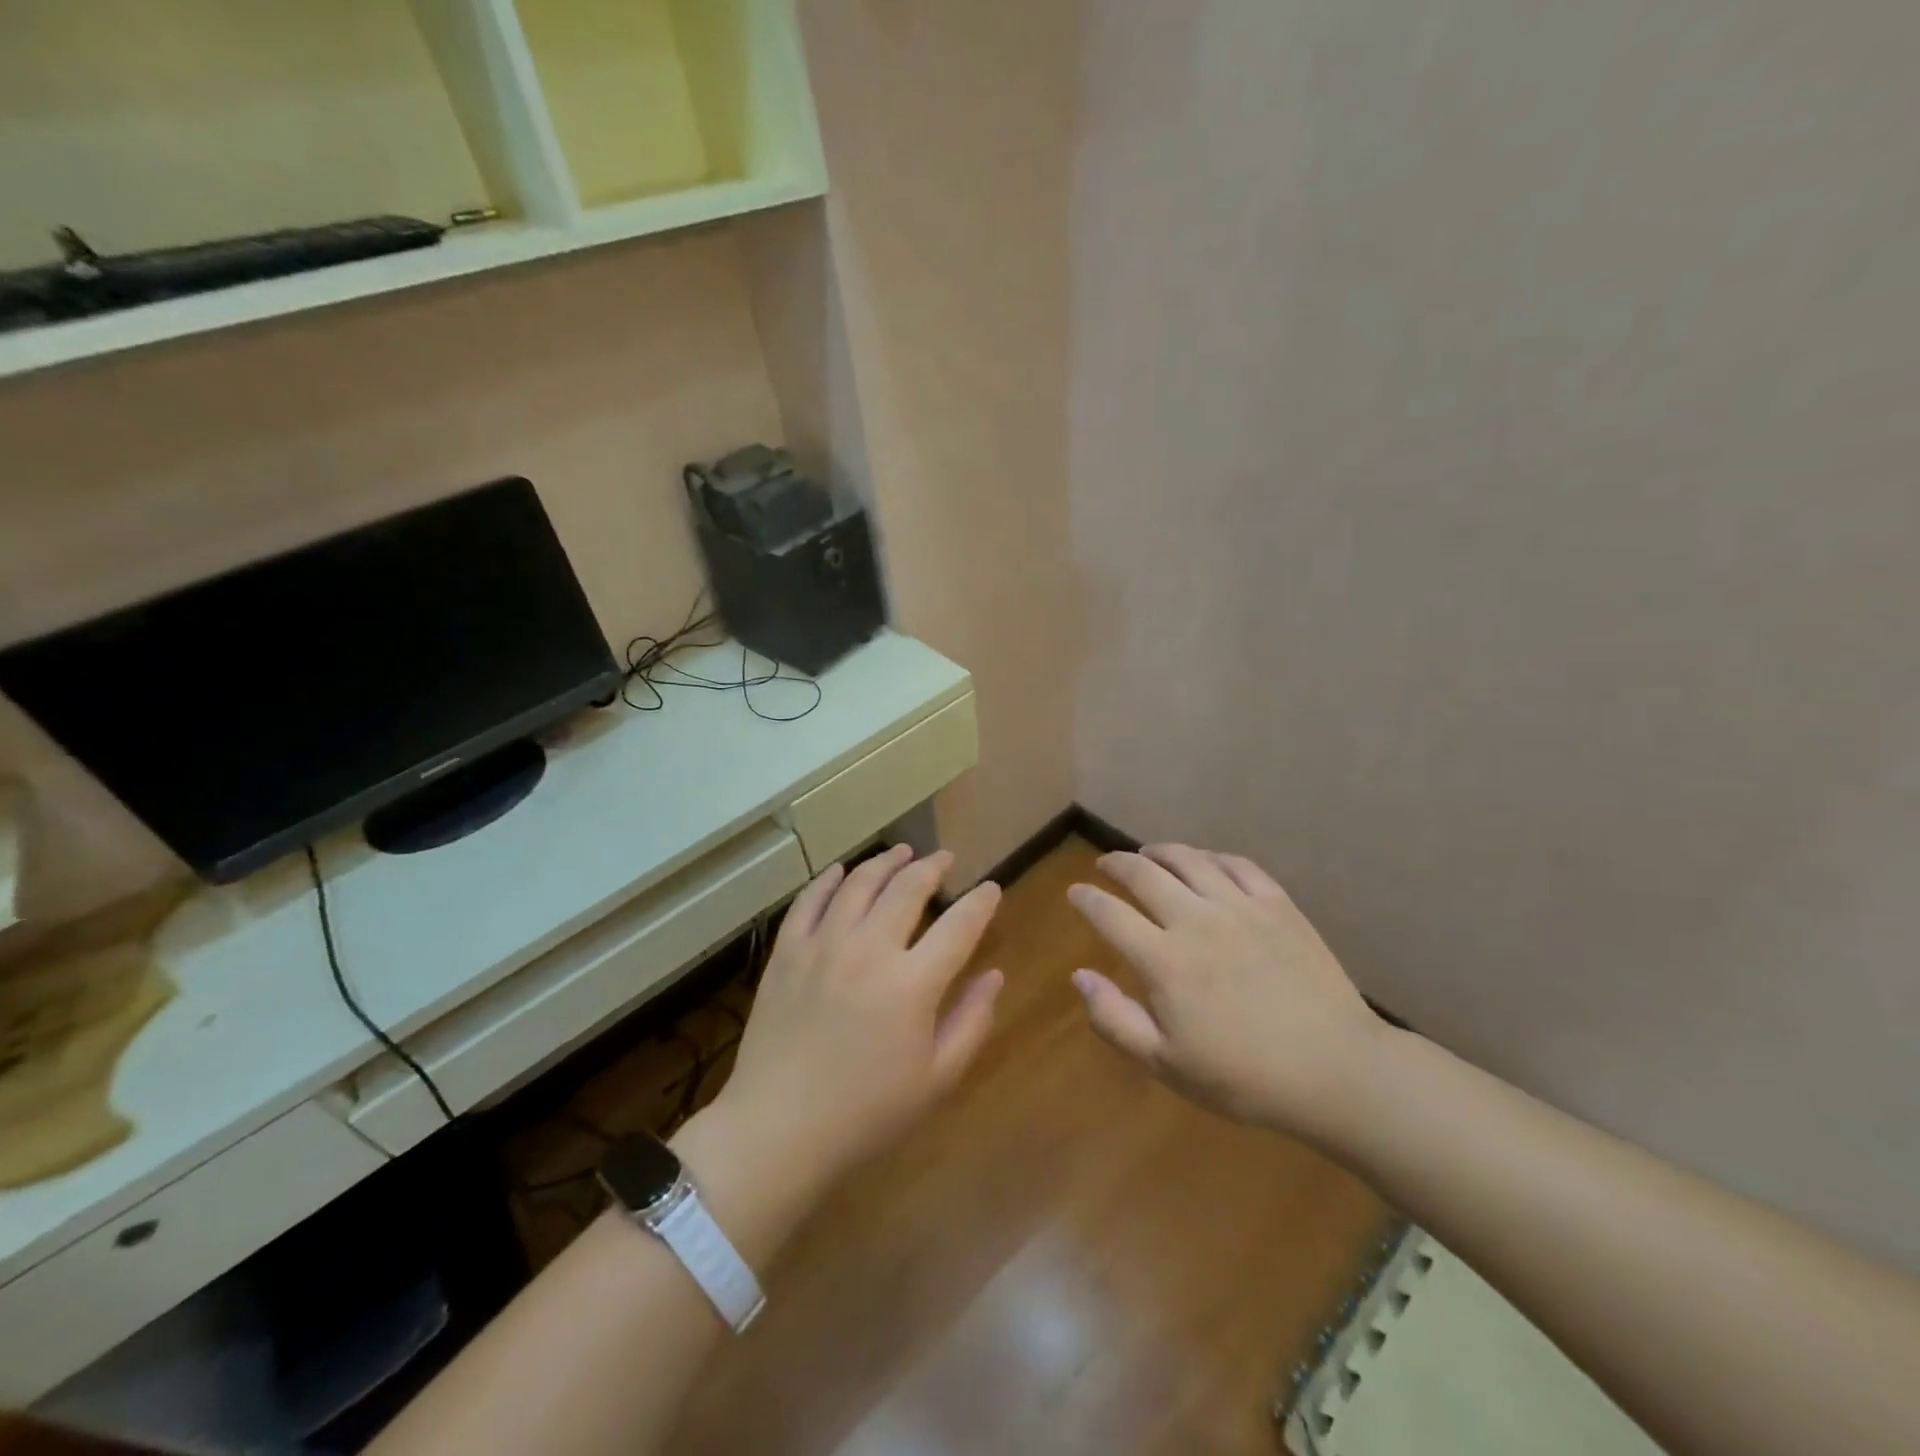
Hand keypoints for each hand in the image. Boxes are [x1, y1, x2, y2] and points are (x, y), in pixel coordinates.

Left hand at [714, 846, 1003, 1186]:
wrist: (778, 1129)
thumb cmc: (866, 1113)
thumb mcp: (936, 1079)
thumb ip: (972, 1021)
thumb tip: (994, 975)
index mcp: (912, 984)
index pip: (958, 926)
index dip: (980, 902)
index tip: (991, 888)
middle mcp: (869, 950)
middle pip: (907, 888)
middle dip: (932, 866)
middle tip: (944, 858)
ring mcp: (823, 945)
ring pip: (859, 883)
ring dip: (885, 862)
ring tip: (901, 852)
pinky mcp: (787, 952)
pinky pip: (809, 900)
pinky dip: (829, 879)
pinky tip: (841, 871)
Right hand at [1067, 844, 1383, 1141]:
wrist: (1336, 1071)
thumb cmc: (1244, 1078)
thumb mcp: (1166, 1064)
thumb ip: (1114, 1019)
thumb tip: (1079, 975)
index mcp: (1164, 960)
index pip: (1110, 914)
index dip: (1086, 899)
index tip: (1075, 892)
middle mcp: (1196, 920)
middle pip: (1144, 874)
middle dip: (1116, 864)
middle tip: (1105, 864)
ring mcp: (1240, 907)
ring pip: (1189, 860)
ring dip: (1160, 851)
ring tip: (1148, 853)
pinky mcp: (1278, 905)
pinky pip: (1237, 864)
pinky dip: (1211, 857)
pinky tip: (1204, 862)